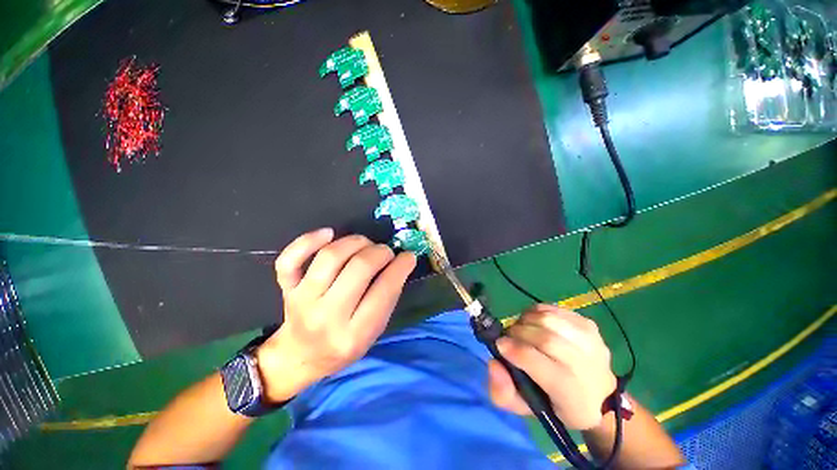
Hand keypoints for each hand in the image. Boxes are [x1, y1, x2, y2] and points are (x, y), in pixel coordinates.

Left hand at [255, 228, 415, 402]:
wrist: (300, 356)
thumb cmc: (344, 345)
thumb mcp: (374, 332)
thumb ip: (388, 299)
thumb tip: (401, 262)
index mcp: (354, 334)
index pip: (384, 291)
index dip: (400, 267)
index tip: (408, 256)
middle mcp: (327, 317)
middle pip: (359, 268)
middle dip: (380, 252)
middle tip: (387, 252)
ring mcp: (302, 301)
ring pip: (330, 257)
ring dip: (355, 242)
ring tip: (366, 244)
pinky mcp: (286, 288)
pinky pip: (290, 259)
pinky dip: (308, 240)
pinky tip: (328, 233)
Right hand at [488, 304, 616, 429]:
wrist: (600, 396)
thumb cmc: (557, 405)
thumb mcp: (527, 409)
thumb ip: (503, 393)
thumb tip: (494, 363)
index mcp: (569, 393)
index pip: (537, 363)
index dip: (514, 350)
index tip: (500, 345)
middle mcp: (585, 365)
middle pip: (543, 338)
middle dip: (517, 333)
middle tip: (509, 337)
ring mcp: (589, 341)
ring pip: (548, 319)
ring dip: (525, 320)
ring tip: (521, 329)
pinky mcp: (588, 324)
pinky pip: (553, 309)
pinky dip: (536, 312)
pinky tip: (534, 323)